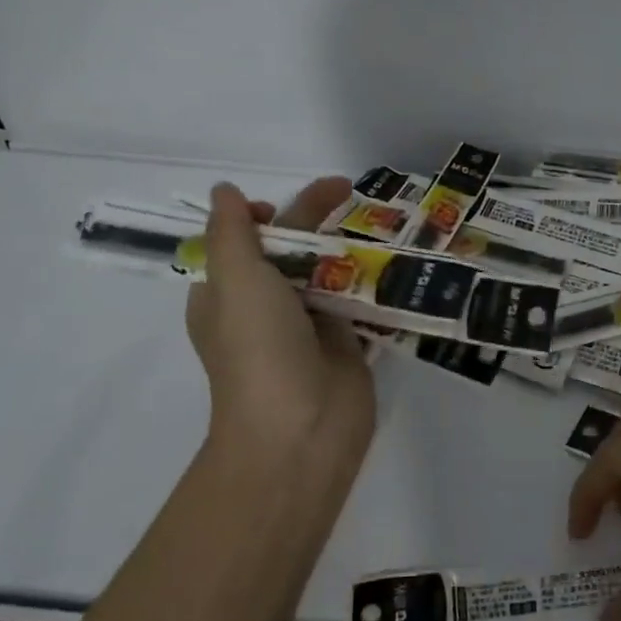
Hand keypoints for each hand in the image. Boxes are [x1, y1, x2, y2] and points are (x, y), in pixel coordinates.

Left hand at [185, 178, 375, 489]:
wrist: (300, 429)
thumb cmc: (258, 348)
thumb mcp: (235, 279)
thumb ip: (233, 232)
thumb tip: (225, 191)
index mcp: (226, 295)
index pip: (241, 243)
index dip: (262, 217)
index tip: (284, 206)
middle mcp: (264, 308)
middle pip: (289, 251)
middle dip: (314, 221)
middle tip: (348, 191)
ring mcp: (307, 326)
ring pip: (327, 273)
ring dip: (349, 248)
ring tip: (381, 221)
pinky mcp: (344, 342)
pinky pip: (357, 300)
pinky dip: (372, 279)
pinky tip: (396, 258)